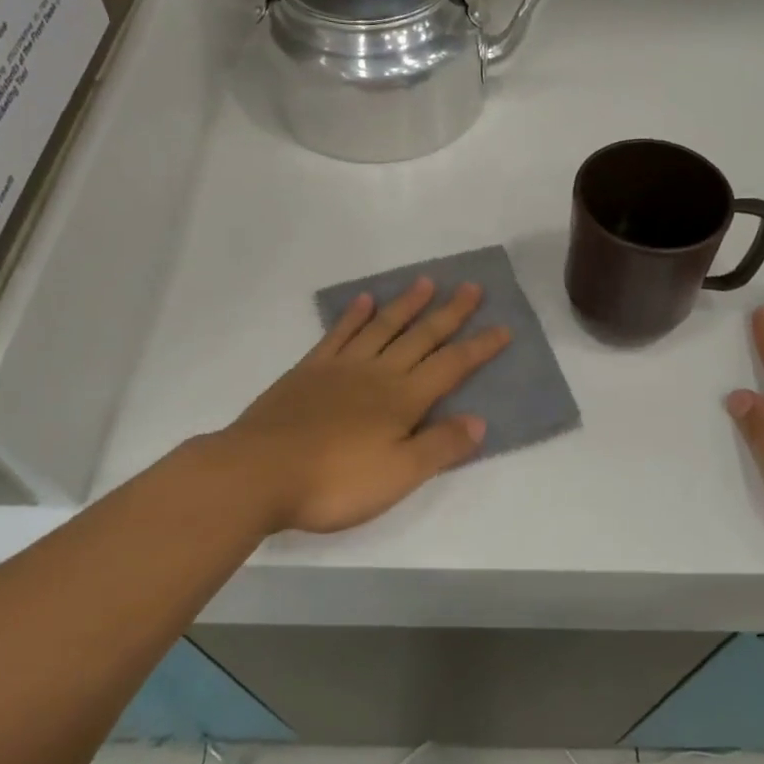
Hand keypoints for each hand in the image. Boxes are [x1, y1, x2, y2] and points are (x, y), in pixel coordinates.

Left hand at [223, 277, 510, 534]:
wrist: (259, 472)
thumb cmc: (335, 481)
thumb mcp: (399, 475)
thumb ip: (440, 446)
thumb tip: (480, 420)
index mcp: (403, 399)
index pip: (452, 366)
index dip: (480, 347)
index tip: (503, 327)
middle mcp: (378, 373)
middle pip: (421, 336)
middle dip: (450, 313)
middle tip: (472, 287)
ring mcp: (341, 367)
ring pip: (383, 327)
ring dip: (407, 304)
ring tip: (426, 282)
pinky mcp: (309, 370)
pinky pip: (338, 334)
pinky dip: (354, 315)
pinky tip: (365, 301)